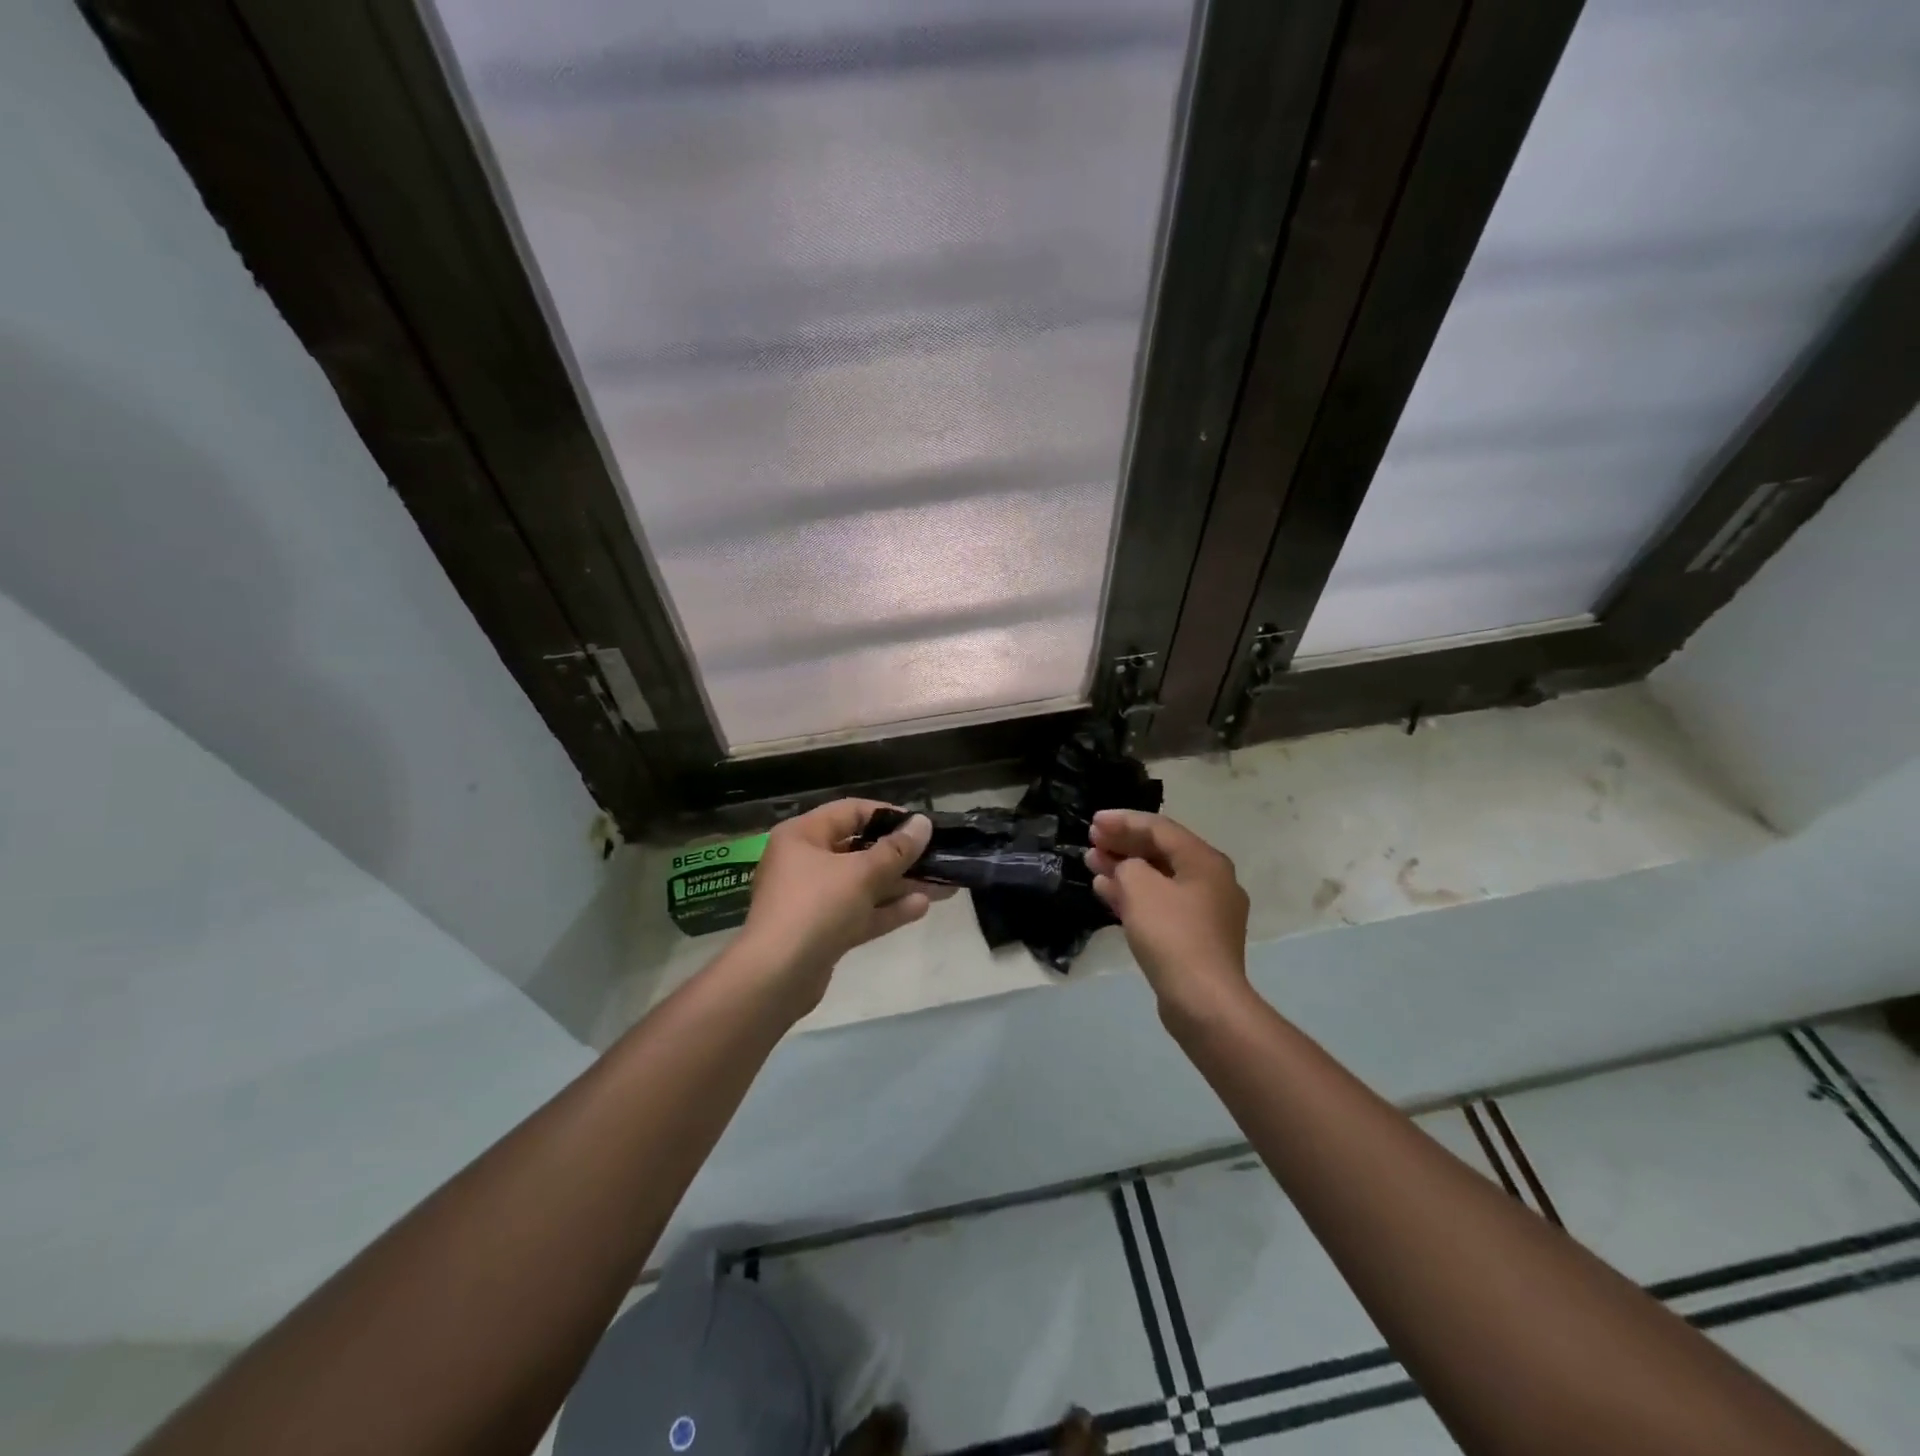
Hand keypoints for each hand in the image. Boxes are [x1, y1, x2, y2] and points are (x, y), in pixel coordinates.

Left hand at [736, 799, 947, 1013]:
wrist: (776, 977)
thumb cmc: (816, 907)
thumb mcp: (861, 873)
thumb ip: (896, 850)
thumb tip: (922, 824)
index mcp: (803, 836)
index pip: (850, 812)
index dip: (888, 815)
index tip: (920, 826)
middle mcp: (804, 862)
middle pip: (858, 850)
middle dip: (900, 856)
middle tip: (937, 857)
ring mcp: (812, 899)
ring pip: (863, 884)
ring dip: (900, 884)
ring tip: (942, 884)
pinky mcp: (822, 931)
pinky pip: (859, 912)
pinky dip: (887, 909)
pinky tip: (922, 907)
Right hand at [1085, 810, 1249, 1016]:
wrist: (1203, 1000)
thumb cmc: (1172, 934)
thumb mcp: (1140, 887)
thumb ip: (1127, 865)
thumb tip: (1128, 869)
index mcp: (1205, 860)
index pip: (1160, 828)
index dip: (1124, 821)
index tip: (1093, 821)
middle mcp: (1212, 880)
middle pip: (1161, 852)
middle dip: (1123, 844)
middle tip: (1092, 840)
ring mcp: (1206, 911)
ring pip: (1159, 879)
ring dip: (1125, 869)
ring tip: (1092, 863)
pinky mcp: (1196, 937)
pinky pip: (1161, 904)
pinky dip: (1135, 895)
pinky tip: (1106, 892)